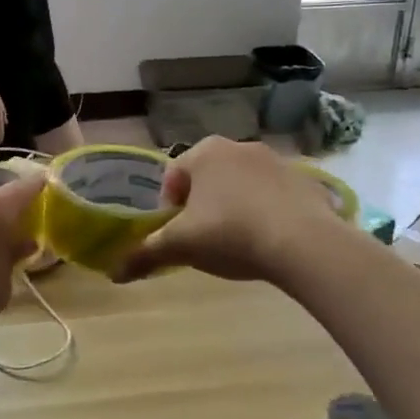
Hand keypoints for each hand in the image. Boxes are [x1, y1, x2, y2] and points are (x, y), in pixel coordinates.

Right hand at [113, 137, 339, 283]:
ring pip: (242, 183)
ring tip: (240, 242)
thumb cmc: (231, 234)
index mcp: (204, 152)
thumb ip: (146, 254)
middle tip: (206, 238)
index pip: (173, 175)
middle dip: (203, 204)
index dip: (169, 206)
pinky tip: (272, 240)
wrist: (304, 243)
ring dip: (236, 205)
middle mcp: (238, 146)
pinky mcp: (305, 180)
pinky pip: (276, 195)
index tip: (178, 233)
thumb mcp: (181, 246)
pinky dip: (269, 211)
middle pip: (208, 176)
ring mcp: (276, 160)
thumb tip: (114, 272)